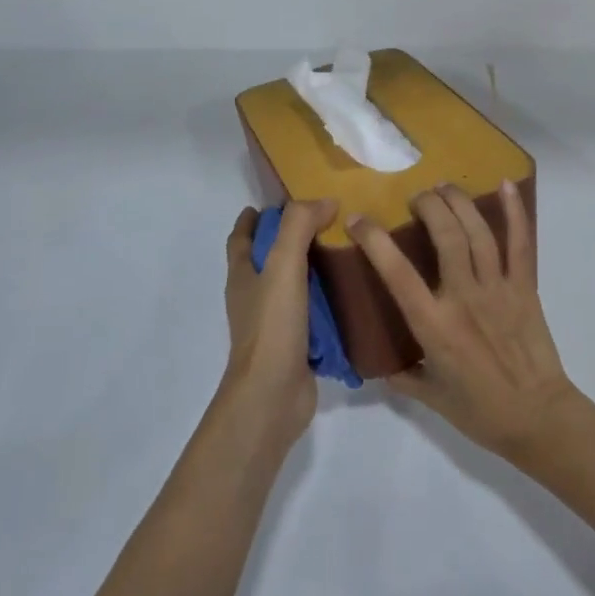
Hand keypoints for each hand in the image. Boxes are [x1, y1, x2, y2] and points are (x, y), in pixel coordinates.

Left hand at [222, 200, 335, 448]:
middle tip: (327, 220)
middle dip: (290, 238)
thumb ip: (299, 226)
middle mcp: (254, 296)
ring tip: (347, 250)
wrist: (272, 395)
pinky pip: (313, 314)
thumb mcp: (283, 264)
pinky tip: (352, 292)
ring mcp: (274, 322)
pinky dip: (327, 300)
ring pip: (293, 285)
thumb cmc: (272, 325)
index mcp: (243, 274)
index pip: (242, 237)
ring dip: (314, 268)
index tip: (279, 201)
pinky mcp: (296, 344)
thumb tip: (326, 200)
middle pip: (268, 258)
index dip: (254, 217)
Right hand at [348, 181, 576, 463]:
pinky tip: (504, 185)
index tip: (358, 219)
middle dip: (429, 206)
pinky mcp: (525, 287)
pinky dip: (515, 211)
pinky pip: (521, 243)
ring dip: (460, 202)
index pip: (398, 274)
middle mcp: (465, 299)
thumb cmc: (481, 412)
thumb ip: (402, 375)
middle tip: (416, 196)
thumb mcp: (430, 397)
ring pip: (479, 233)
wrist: (538, 419)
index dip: (375, 241)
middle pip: (447, 237)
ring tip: (444, 187)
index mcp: (435, 327)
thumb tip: (379, 362)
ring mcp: (498, 289)